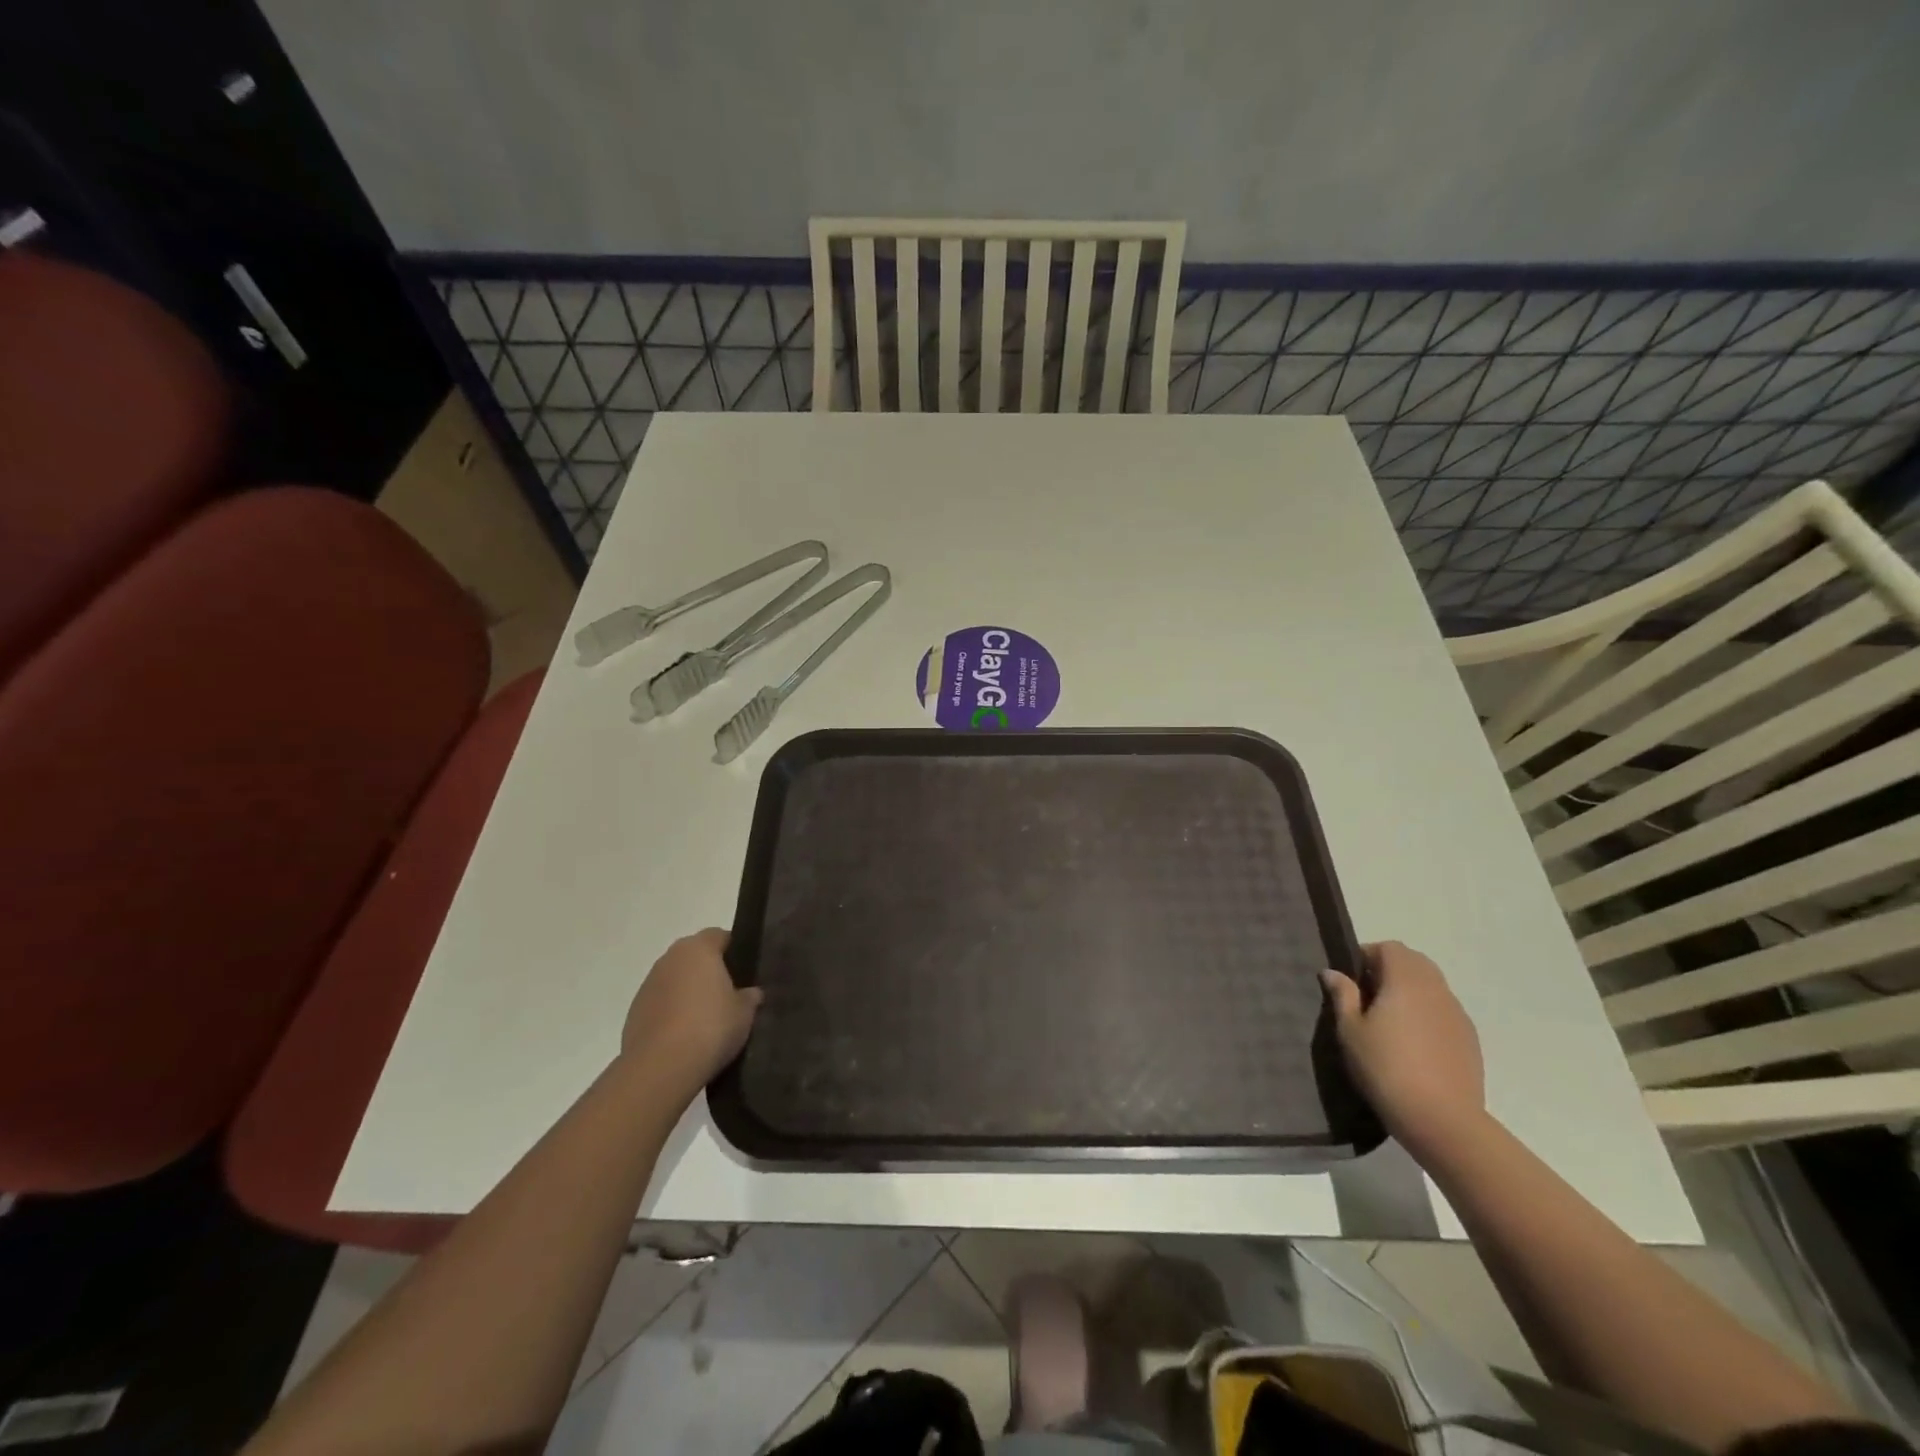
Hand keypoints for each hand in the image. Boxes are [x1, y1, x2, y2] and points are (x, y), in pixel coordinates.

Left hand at [620, 929, 762, 1101]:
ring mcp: (648, 985)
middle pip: (693, 956)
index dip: (734, 949)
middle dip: (709, 971)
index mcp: (698, 949)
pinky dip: (671, 1013)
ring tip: (705, 1020)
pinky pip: (660, 1004)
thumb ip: (749, 997)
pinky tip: (684, 1037)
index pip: (719, 935)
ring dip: (687, 992)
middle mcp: (669, 959)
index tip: (745, 970)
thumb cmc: (711, 1027)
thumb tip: (751, 993)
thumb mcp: (744, 1012)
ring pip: (674, 980)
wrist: (660, 1068)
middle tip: (728, 995)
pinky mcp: (634, 1012)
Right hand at [1322, 941, 1484, 1161]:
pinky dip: (1427, 1014)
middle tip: (1367, 996)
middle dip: (1390, 969)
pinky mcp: (1470, 1040)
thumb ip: (1343, 996)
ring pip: (1432, 987)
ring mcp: (1457, 1015)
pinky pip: (1444, 1012)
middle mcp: (1436, 990)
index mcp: (1406, 981)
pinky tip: (1413, 1044)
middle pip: (1415, 962)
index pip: (1390, 948)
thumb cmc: (1385, 1068)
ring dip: (1410, 991)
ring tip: (1390, 1021)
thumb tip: (1333, 972)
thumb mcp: (1350, 1031)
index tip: (1351, 979)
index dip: (1368, 955)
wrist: (1442, 1121)